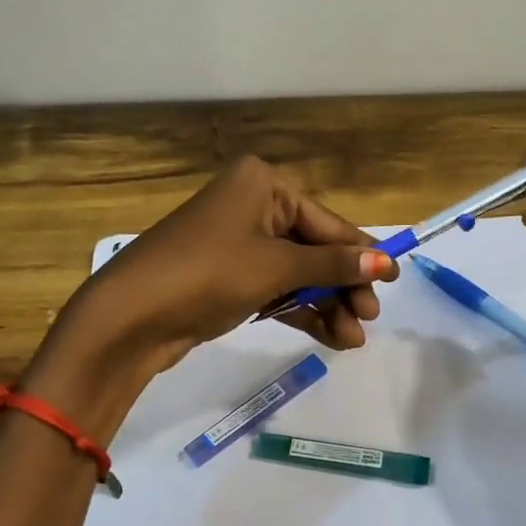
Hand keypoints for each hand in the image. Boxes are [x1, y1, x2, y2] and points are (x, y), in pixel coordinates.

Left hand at [64, 155, 399, 376]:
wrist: (130, 316)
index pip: (326, 222)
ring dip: (325, 306)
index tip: (394, 279)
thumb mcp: (276, 268)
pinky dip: (299, 311)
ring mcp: (236, 244)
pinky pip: (274, 290)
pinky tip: (329, 337)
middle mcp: (250, 206)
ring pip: (295, 274)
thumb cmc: (208, 273)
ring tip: (352, 341)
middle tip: (368, 319)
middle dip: (342, 286)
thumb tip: (386, 262)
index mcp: (262, 184)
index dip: (362, 252)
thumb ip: (332, 266)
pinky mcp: (226, 278)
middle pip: (313, 249)